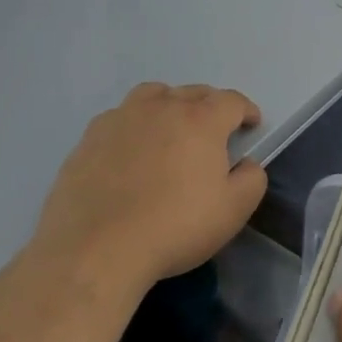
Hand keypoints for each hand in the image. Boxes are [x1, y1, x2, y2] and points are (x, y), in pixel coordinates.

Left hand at [35, 83, 265, 294]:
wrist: (96, 248)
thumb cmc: (174, 227)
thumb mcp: (232, 211)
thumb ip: (251, 179)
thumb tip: (246, 163)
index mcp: (201, 120)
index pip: (232, 101)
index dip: (246, 111)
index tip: (251, 125)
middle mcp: (162, 107)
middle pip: (193, 92)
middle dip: (210, 106)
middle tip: (213, 131)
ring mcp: (122, 118)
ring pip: (153, 96)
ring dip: (169, 105)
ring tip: (170, 129)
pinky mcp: (90, 137)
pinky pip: (120, 118)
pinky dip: (133, 126)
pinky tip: (130, 152)